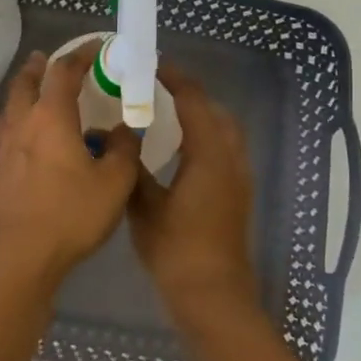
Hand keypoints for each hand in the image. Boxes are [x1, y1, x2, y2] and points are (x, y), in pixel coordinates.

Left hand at [0, 45, 140, 279]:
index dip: (81, 55)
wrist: (20, 253)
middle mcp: (23, 123)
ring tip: (37, 90)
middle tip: (50, 59)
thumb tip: (123, 129)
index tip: (97, 47)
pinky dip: (20, 116)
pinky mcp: (0, 169)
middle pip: (26, 82)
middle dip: (40, 66)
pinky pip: (8, 128)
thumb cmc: (70, 213)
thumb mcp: (115, 181)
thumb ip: (123, 149)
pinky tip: (31, 134)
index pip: (64, 71)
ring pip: (12, 105)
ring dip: (24, 90)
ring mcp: (6, 146)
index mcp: (52, 117)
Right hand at [128, 64, 257, 322]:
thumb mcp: (144, 206)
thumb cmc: (176, 250)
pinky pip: (225, 150)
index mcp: (209, 155)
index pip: (194, 102)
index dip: (175, 79)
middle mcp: (230, 159)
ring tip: (167, 113)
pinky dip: (206, 137)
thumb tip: (121, 141)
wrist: (213, 295)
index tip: (152, 65)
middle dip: (190, 94)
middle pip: (216, 112)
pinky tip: (180, 150)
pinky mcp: (237, 195)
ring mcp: (238, 178)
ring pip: (225, 131)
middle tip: (157, 88)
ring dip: (201, 115)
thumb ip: (133, 168)